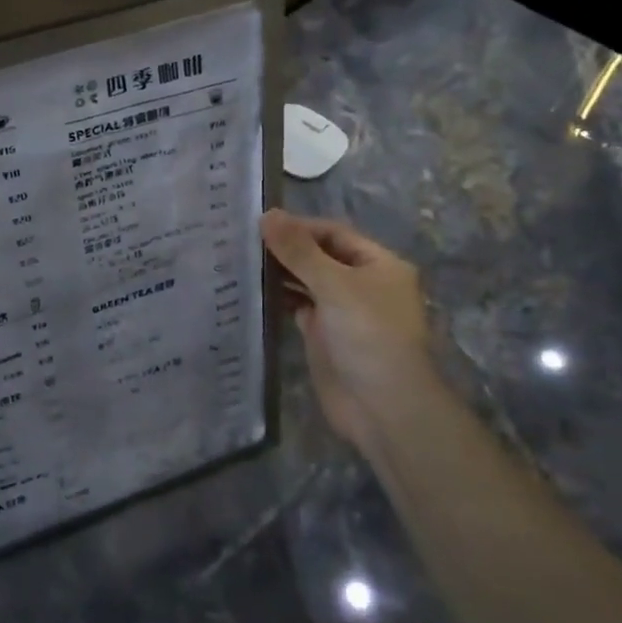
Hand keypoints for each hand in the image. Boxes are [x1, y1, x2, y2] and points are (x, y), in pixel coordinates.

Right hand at [261, 210, 434, 444]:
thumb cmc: (368, 335)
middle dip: (285, 248)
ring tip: (238, 260)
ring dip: (278, 272)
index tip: (258, 224)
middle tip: (241, 240)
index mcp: (378, 264)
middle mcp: (361, 283)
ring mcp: (341, 310)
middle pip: (318, 255)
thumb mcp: (334, 284)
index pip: (332, 233)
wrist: (383, 408)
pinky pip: (297, 306)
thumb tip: (267, 214)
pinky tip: (249, 289)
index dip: (298, 226)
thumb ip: (299, 250)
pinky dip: (277, 297)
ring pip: (306, 281)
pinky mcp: (323, 334)